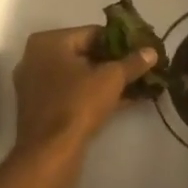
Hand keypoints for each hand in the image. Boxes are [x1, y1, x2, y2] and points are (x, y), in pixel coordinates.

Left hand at [9, 26, 155, 185]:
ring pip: (78, 76)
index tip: (141, 50)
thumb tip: (152, 51)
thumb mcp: (111, 79)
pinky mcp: (40, 109)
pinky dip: (93, 95)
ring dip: (106, 81)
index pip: (91, 33)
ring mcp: (35, 85)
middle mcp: (36, 58)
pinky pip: (71, 94)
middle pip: (84, 53)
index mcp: (48, 42)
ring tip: (137, 85)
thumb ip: (132, 62)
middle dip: (113, 62)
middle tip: (140, 68)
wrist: (50, 154)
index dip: (120, 41)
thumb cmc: (77, 105)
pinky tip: (123, 101)